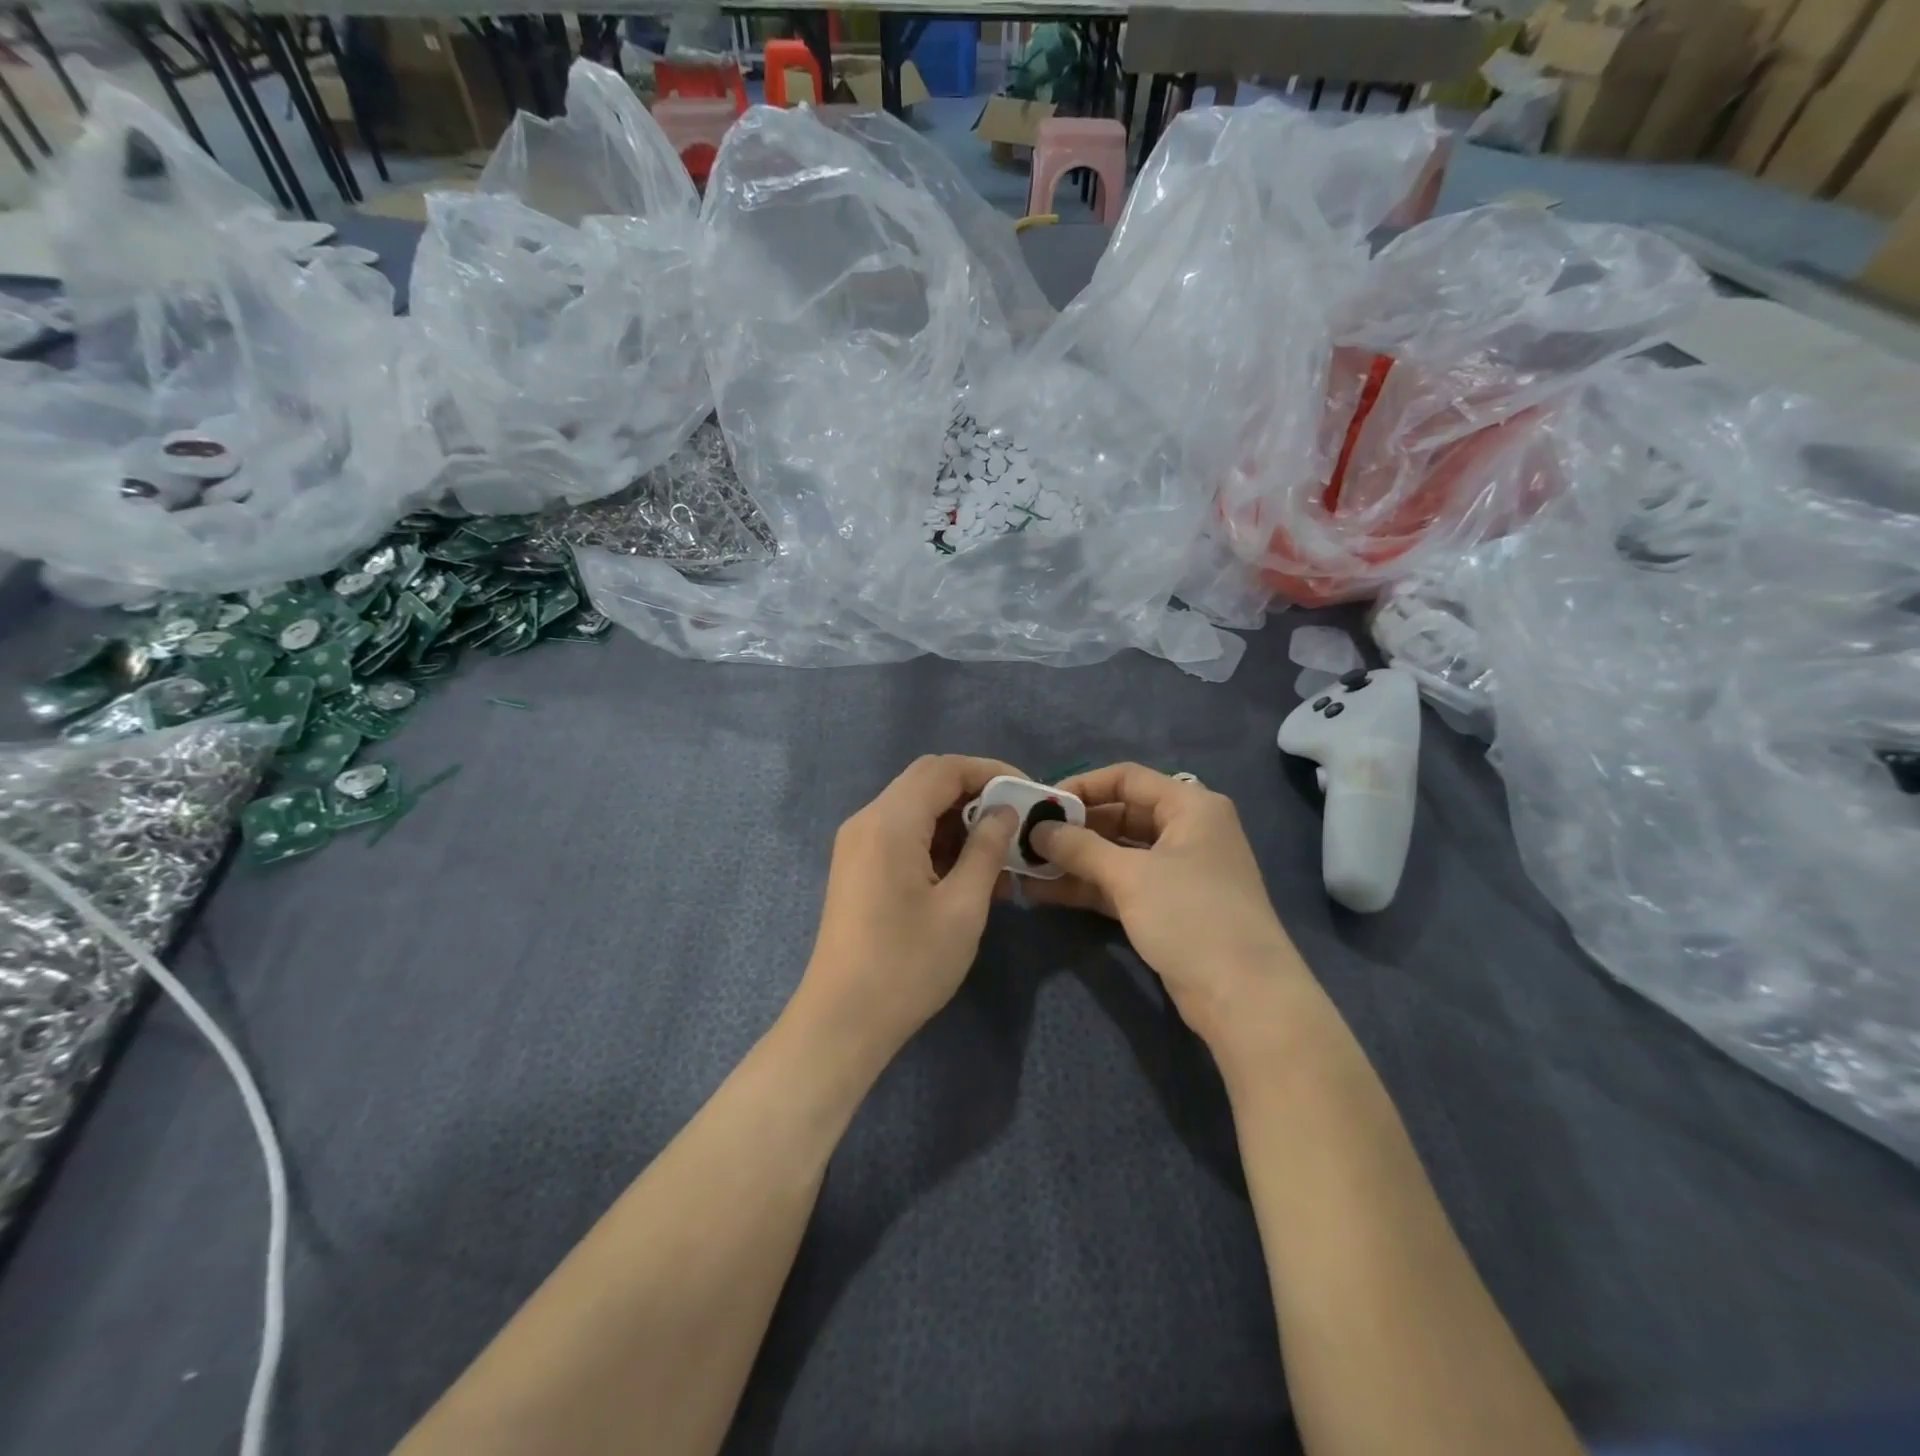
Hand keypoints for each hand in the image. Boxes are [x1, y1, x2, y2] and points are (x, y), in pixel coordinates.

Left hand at [800, 755, 1022, 1055]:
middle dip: (976, 794)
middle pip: (927, 782)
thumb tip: (1004, 811)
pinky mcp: (858, 867)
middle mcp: (867, 820)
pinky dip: (937, 842)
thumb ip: (986, 849)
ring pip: (915, 809)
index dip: (990, 771)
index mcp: (889, 821)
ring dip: (958, 821)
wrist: (842, 1019)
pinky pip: (902, 835)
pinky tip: (969, 873)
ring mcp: (858, 844)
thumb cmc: (908, 964)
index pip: (943, 769)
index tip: (1028, 792)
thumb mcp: (962, 906)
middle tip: (1016, 821)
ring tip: (1000, 853)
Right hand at [1025, 763, 1309, 1046]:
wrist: (1244, 997)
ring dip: (1074, 860)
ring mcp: (1177, 872)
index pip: (1127, 778)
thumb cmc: (1191, 915)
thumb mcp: (1131, 875)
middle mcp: (1186, 831)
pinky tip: (1044, 891)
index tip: (1040, 803)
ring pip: (1116, 854)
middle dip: (1073, 828)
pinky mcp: (1168, 907)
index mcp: (1190, 806)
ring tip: (1024, 866)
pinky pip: (1120, 885)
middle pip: (1120, 815)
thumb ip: (1080, 847)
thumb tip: (1037, 830)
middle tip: (1026, 837)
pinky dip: (1088, 886)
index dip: (1082, 786)